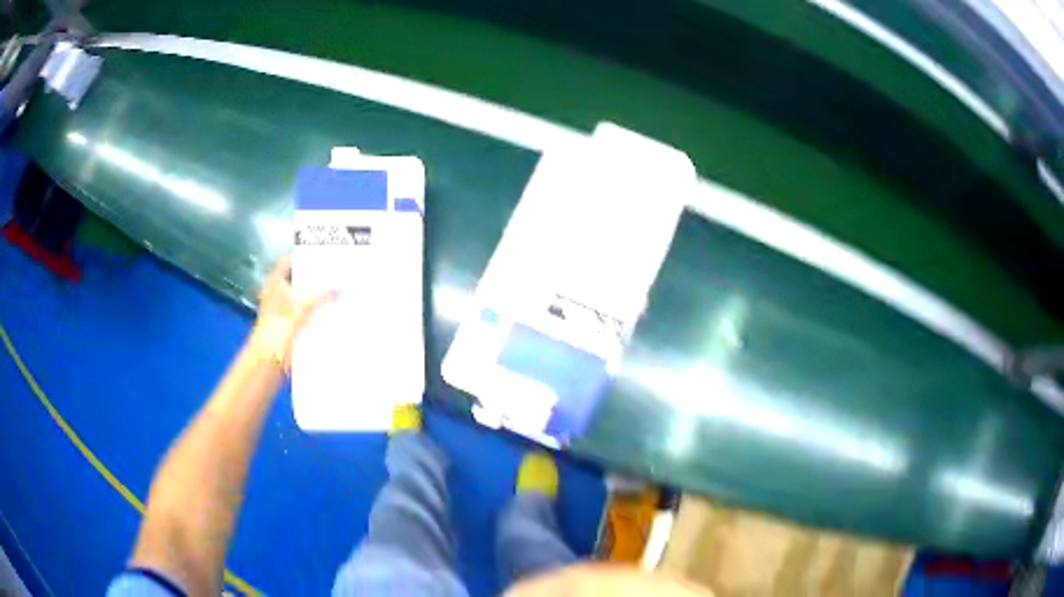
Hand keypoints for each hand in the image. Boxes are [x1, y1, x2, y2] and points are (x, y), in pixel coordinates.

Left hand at [248, 255, 336, 371]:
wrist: (268, 361)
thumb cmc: (279, 328)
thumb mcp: (303, 307)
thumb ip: (323, 296)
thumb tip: (340, 288)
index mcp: (274, 282)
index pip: (289, 260)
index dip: (305, 256)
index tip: (324, 255)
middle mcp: (276, 293)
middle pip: (297, 279)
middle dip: (315, 277)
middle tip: (336, 273)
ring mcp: (281, 310)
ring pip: (302, 297)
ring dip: (316, 296)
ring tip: (337, 291)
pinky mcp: (287, 326)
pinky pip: (304, 314)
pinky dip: (314, 312)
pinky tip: (330, 312)